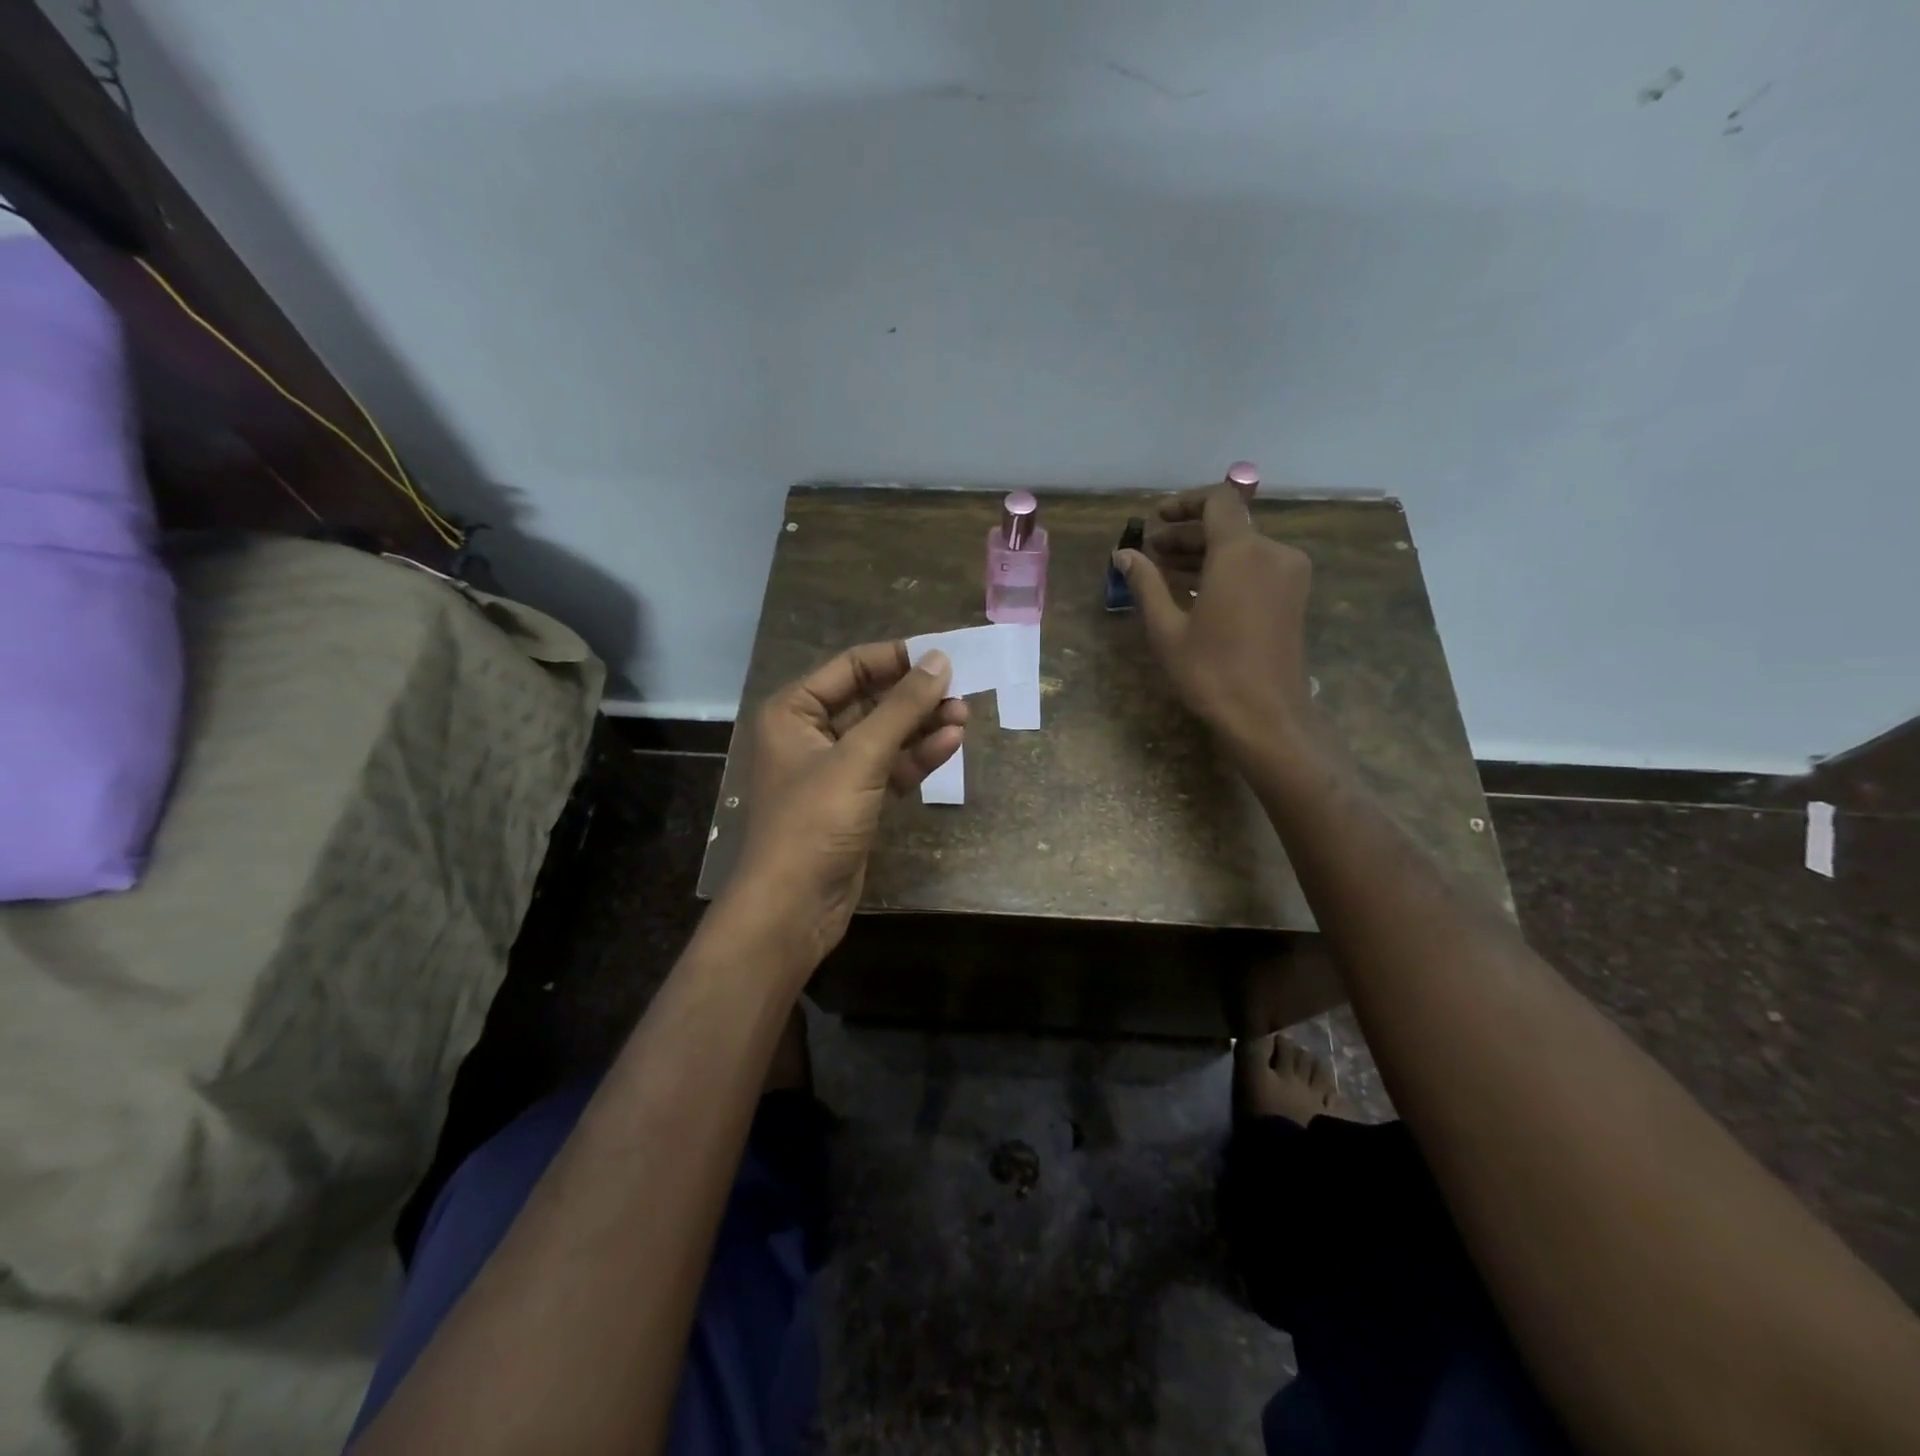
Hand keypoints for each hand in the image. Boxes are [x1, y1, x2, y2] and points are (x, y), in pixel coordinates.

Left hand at [727, 641, 965, 972]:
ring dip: (922, 724)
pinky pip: (890, 767)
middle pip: (871, 700)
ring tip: (964, 714)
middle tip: (962, 688)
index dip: (897, 658)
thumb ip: (901, 707)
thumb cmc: (815, 821)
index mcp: (794, 711)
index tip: (944, 655)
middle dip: (915, 695)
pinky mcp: (855, 801)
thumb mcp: (860, 758)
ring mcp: (834, 770)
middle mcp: (810, 734)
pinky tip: (950, 743)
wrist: (793, 907)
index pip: (851, 667)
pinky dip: (917, 756)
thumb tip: (939, 659)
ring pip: (885, 735)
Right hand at [1114, 483, 1315, 739]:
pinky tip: (1196, 590)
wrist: (1267, 716)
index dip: (1184, 503)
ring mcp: (1288, 574)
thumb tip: (1123, 554)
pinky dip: (1226, 569)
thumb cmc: (1211, 672)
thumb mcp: (1167, 628)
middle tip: (1150, 552)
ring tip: (1166, 572)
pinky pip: (1256, 567)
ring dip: (1205, 553)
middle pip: (1228, 525)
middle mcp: (1272, 552)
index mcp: (1241, 553)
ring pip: (1243, 547)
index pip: (1217, 501)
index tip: (1155, 520)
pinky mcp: (1293, 596)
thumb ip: (1146, 584)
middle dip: (1188, 534)